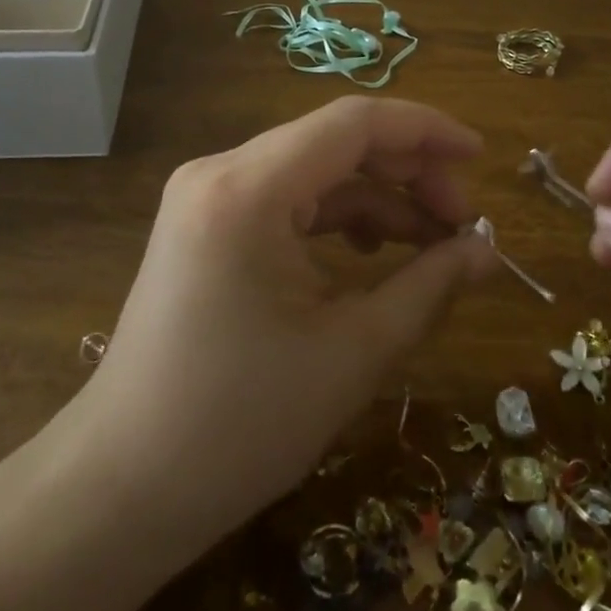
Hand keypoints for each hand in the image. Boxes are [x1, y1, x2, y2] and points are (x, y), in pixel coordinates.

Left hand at [78, 97, 498, 546]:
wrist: (123, 487)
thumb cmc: (240, 425)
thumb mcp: (353, 353)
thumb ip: (429, 286)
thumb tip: (487, 250)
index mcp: (248, 189)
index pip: (353, 123)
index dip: (425, 130)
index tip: (481, 156)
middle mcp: (219, 172)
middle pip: (333, 142)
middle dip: (407, 173)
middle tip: (463, 221)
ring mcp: (205, 197)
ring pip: (312, 171)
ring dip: (375, 199)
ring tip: (431, 243)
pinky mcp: (204, 225)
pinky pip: (284, 200)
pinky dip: (335, 218)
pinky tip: (369, 254)